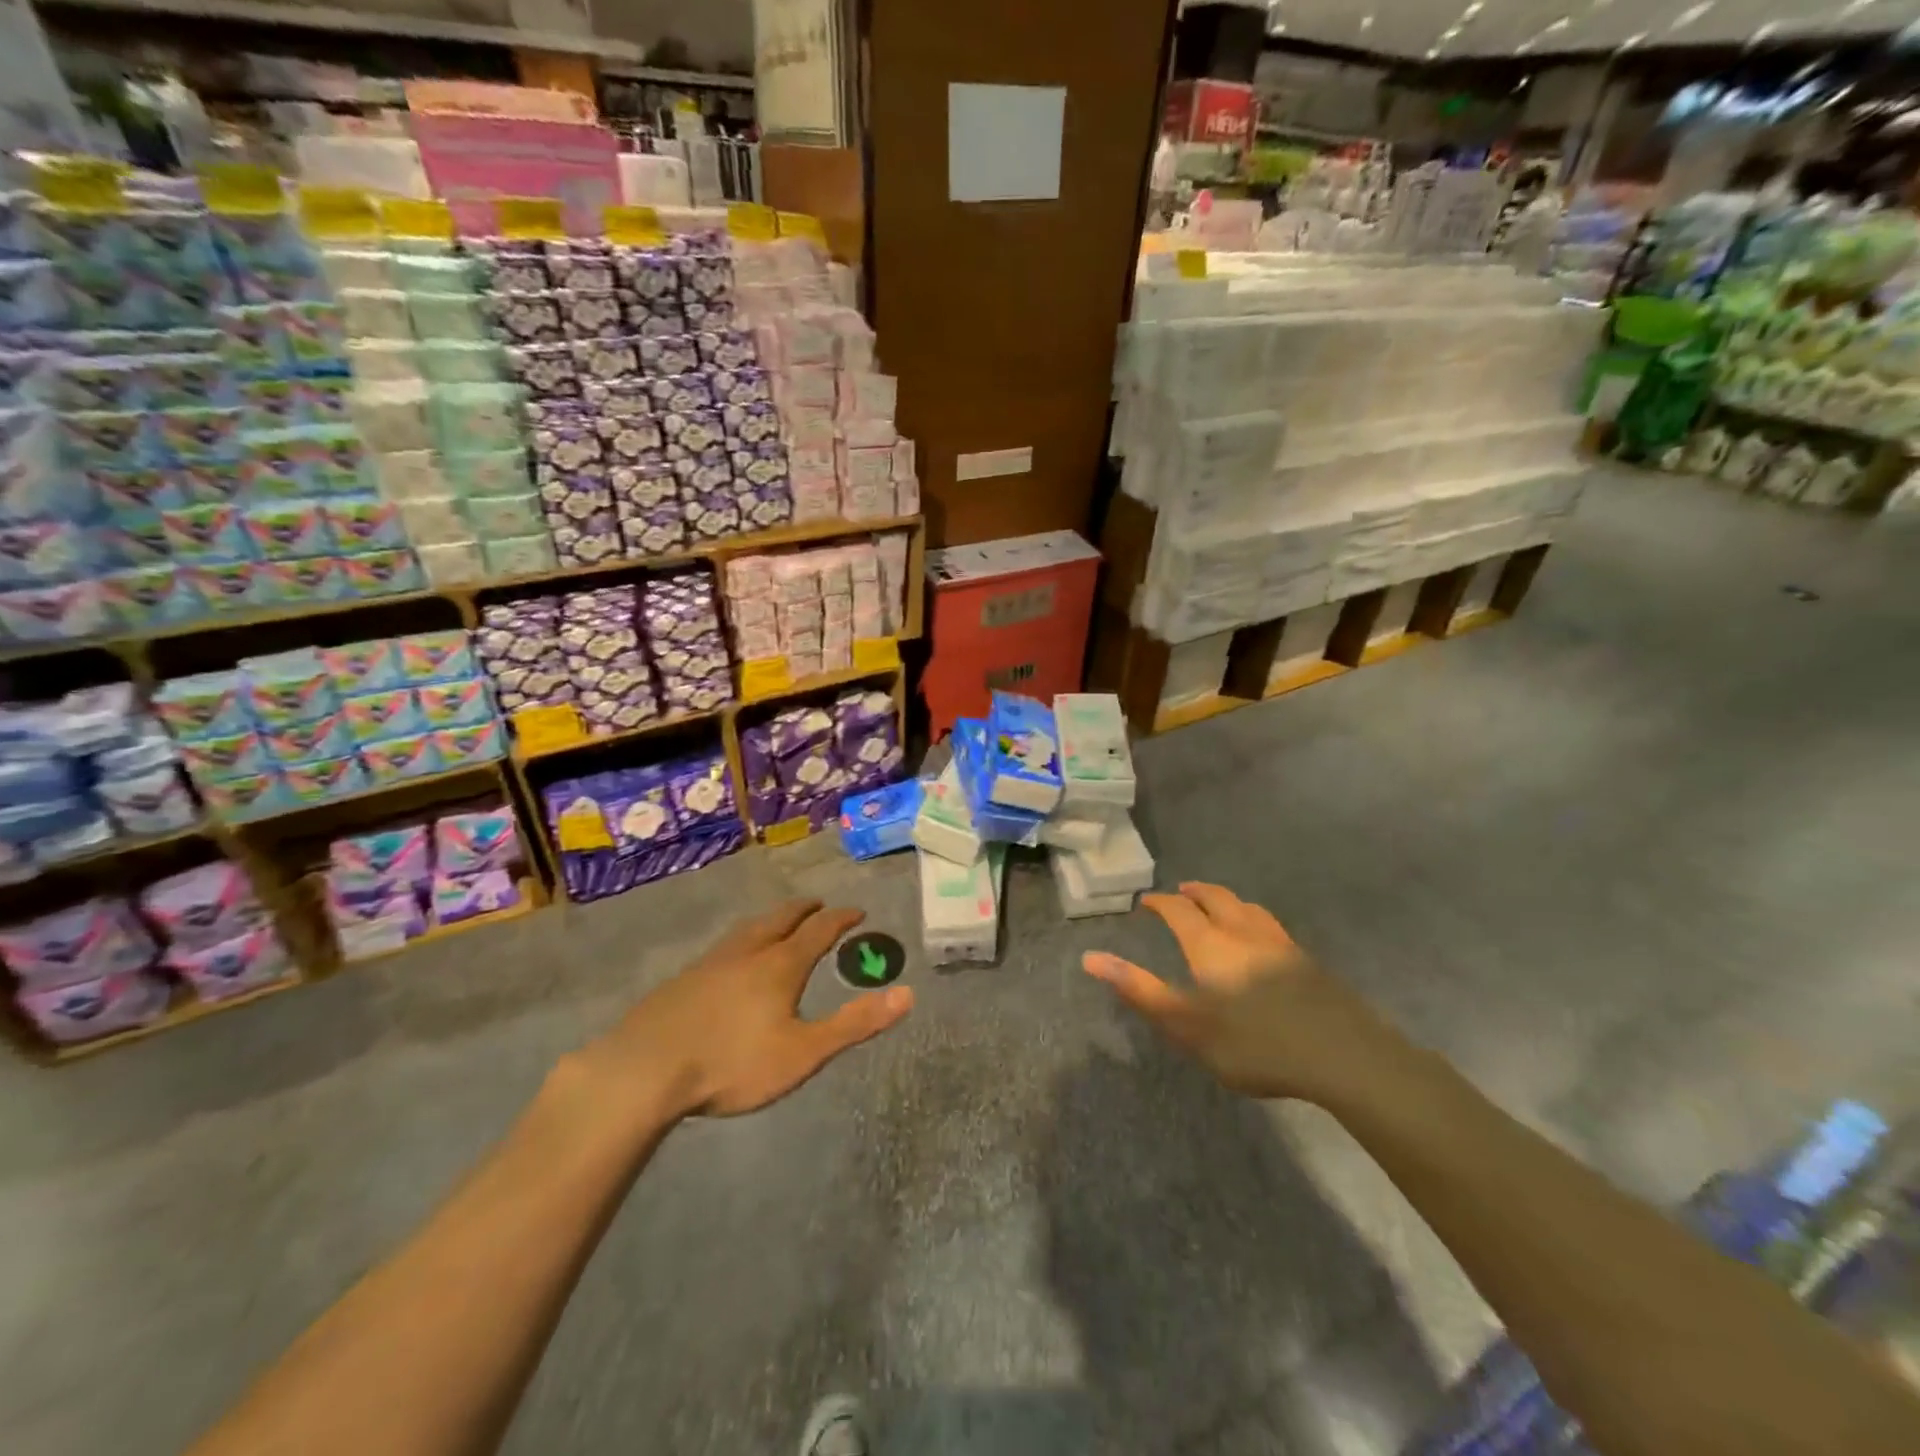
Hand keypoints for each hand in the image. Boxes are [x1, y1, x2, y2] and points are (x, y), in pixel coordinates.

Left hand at [579, 899, 912, 1120]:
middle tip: (818, 904)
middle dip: (804, 910)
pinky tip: (731, 958)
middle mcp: (748, 952)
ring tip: (778, 921)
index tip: (857, 911)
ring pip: (748, 929)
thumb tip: (907, 994)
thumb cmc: (733, 1062)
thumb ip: (855, 1024)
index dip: (841, 918)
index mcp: (781, 964)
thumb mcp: (804, 1051)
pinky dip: (742, 940)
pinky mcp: (683, 979)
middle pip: (781, 919)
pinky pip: (724, 947)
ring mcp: (711, 962)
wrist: (645, 1069)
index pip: (819, 930)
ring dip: (771, 920)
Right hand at [1083, 882, 1398, 1105]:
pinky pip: (1272, 925)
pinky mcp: (1308, 962)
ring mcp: (1280, 944)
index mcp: (1210, 944)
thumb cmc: (1253, 1043)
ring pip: (1248, 908)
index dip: (1160, 903)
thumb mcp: (1185, 1024)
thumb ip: (1138, 989)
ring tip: (1219, 905)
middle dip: (1195, 891)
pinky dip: (1254, 919)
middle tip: (1181, 890)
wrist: (1342, 1056)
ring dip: (1227, 900)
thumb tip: (1089, 956)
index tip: (1147, 902)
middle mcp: (1243, 932)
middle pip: (1216, 898)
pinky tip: (1261, 938)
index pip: (1179, 910)